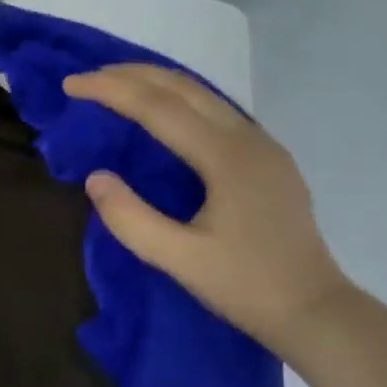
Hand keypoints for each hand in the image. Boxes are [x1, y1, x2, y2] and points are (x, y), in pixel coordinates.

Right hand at [64, 64, 354, 357]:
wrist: (315, 311)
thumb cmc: (245, 286)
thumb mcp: (178, 259)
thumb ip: (130, 218)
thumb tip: (95, 177)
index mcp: (227, 158)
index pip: (158, 108)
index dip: (111, 91)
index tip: (71, 85)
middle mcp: (249, 139)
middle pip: (184, 88)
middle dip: (131, 75)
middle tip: (86, 77)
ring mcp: (264, 146)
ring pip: (203, 95)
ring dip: (156, 83)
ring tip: (115, 84)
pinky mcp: (267, 160)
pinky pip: (216, 111)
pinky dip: (178, 100)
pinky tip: (161, 112)